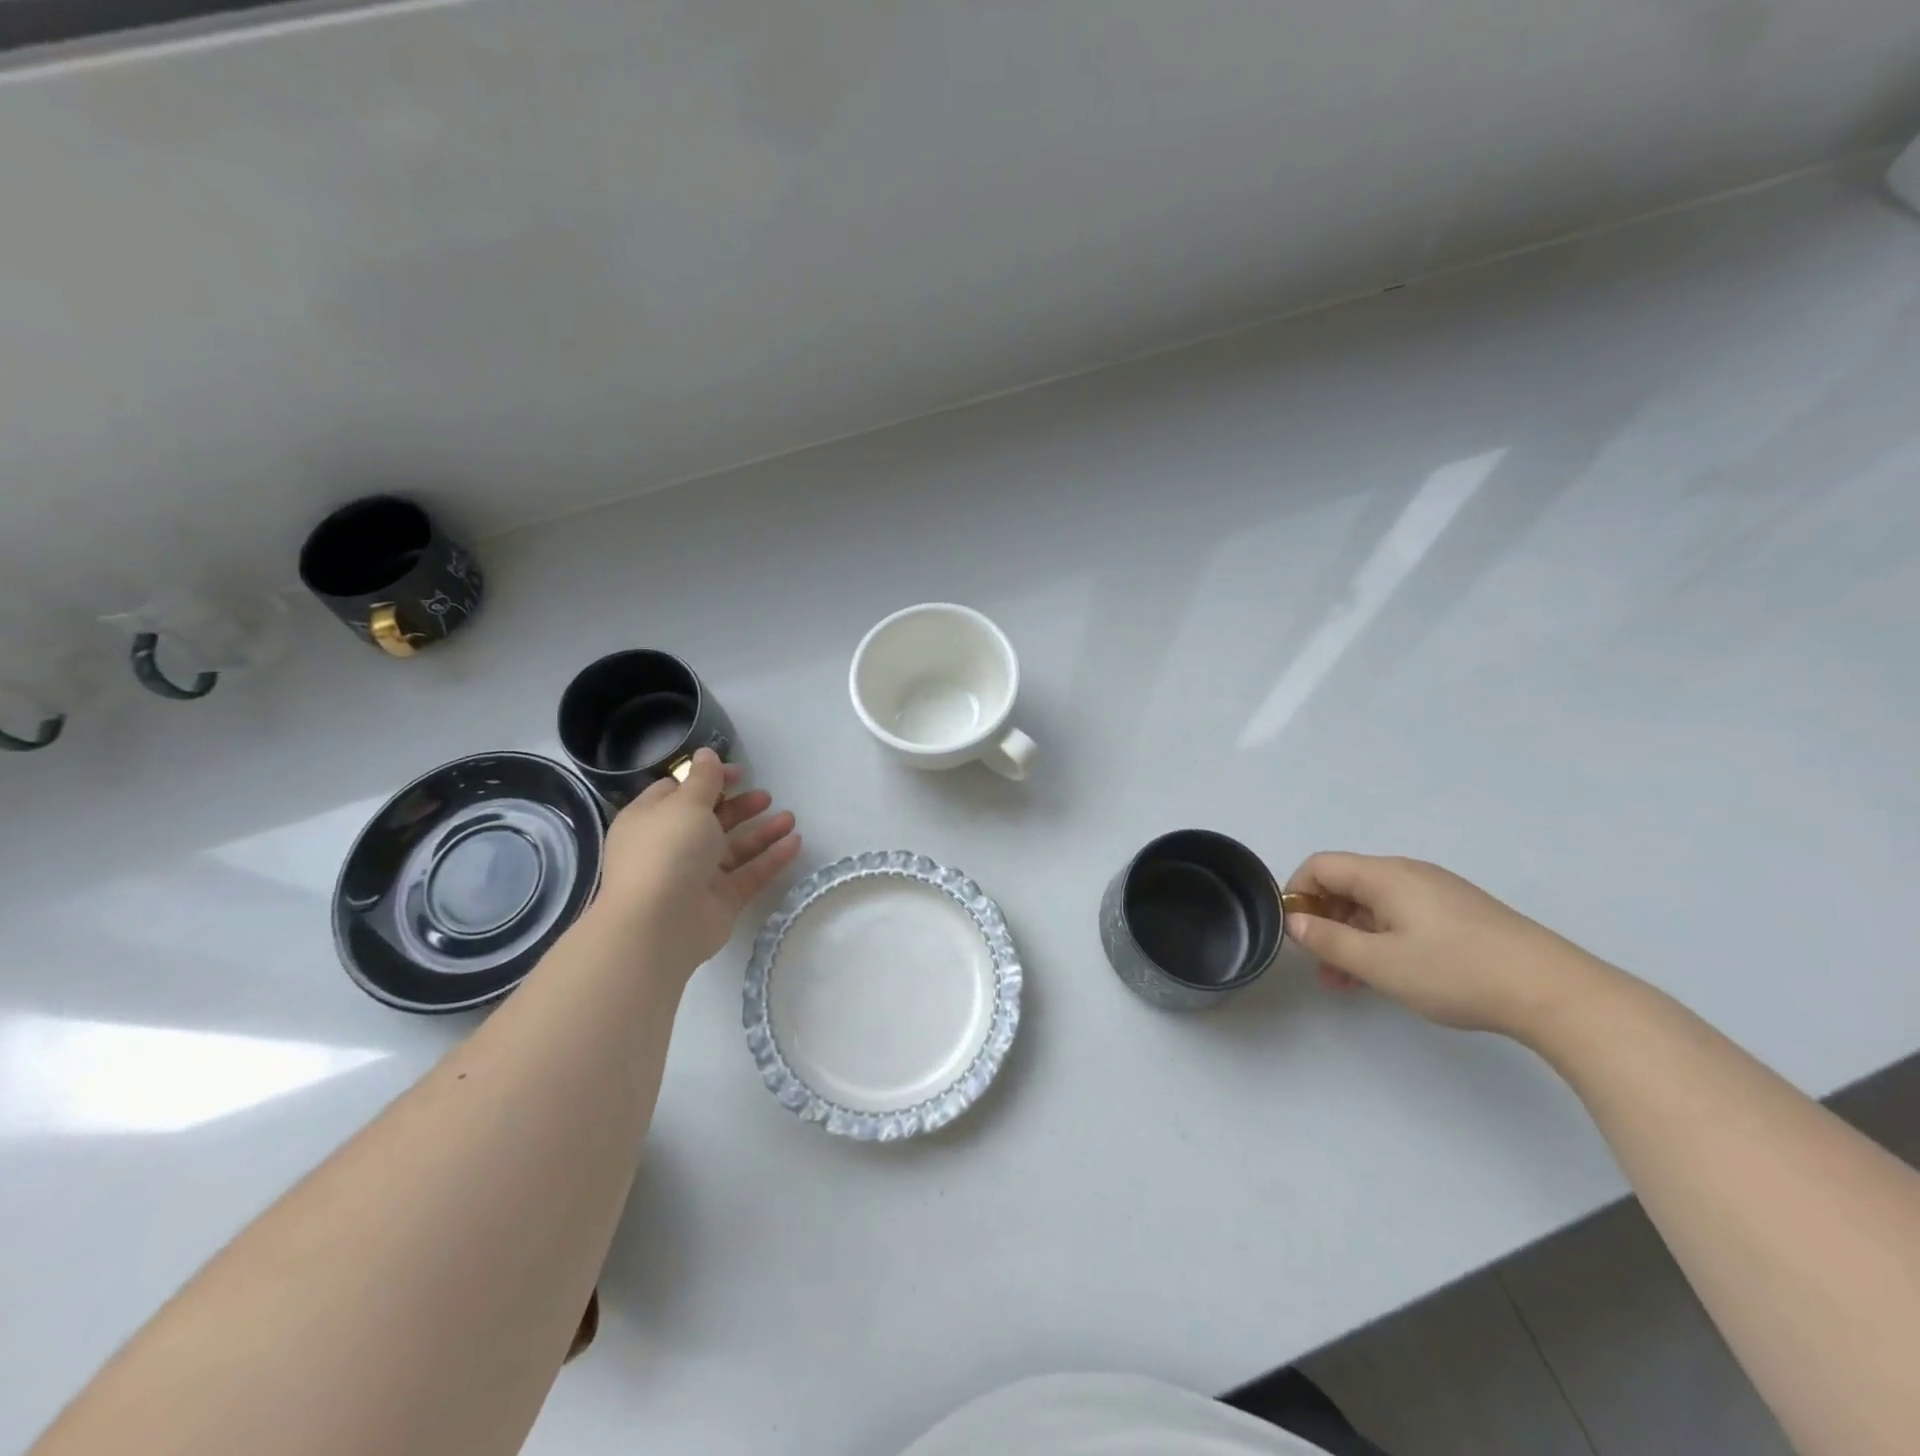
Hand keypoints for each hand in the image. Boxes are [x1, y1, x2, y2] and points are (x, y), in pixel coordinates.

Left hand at [590, 749, 800, 979]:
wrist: (659, 925)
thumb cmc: (667, 851)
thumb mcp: (685, 804)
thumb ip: (704, 778)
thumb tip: (706, 754)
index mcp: (651, 820)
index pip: (677, 793)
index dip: (708, 779)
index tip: (738, 773)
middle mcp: (671, 846)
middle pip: (710, 820)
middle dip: (740, 806)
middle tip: (765, 796)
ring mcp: (696, 876)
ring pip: (734, 848)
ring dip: (761, 831)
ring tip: (790, 818)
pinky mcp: (720, 900)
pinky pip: (749, 874)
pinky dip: (771, 858)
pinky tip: (795, 843)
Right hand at [1283, 852, 1610, 1039]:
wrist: (1556, 993)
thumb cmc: (1457, 972)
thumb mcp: (1380, 963)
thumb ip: (1329, 940)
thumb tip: (1295, 921)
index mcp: (1386, 876)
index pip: (1320, 865)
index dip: (1297, 893)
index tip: (1296, 934)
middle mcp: (1409, 874)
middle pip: (1347, 884)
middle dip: (1325, 921)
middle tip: (1323, 967)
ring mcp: (1439, 892)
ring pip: (1375, 904)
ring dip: (1353, 936)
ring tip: (1351, 982)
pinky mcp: (1461, 914)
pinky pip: (1403, 916)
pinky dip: (1383, 939)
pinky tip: (1391, 975)